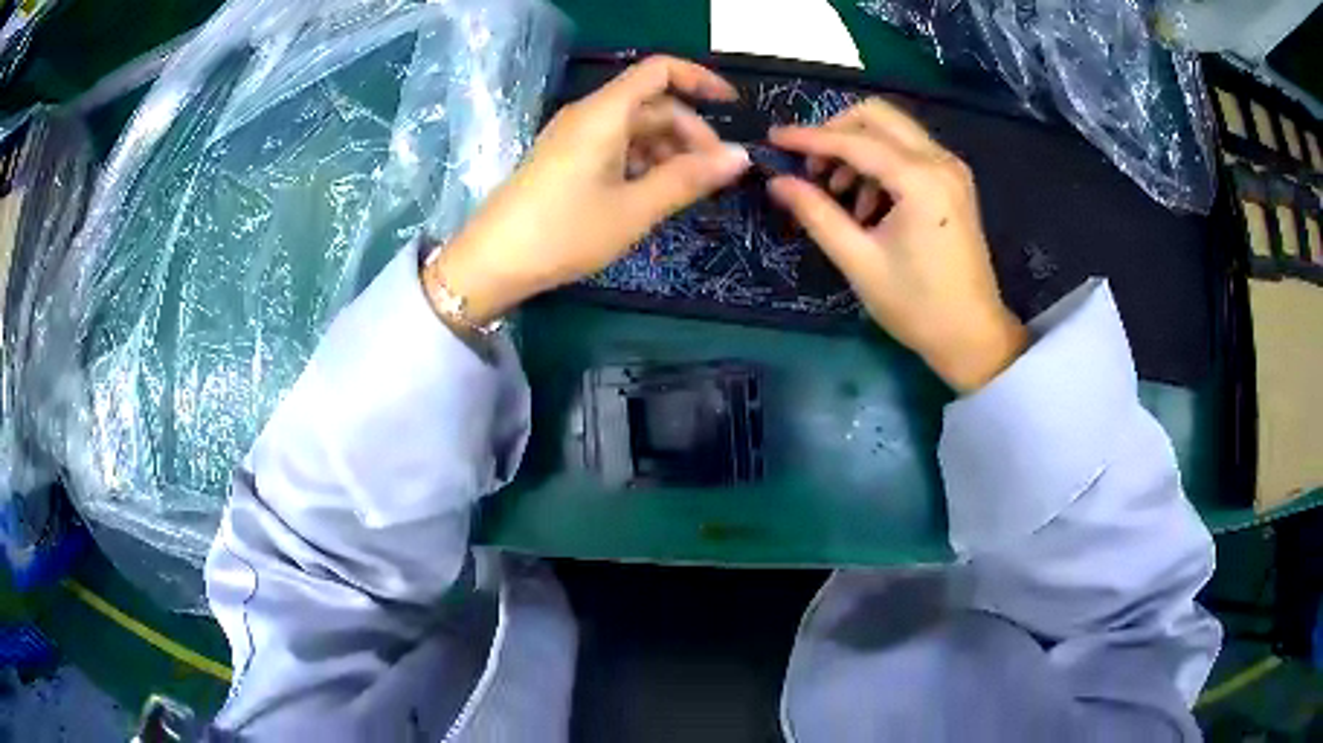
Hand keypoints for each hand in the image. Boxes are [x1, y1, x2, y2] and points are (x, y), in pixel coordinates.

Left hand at [429, 56, 750, 324]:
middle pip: (652, 104)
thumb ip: (689, 179)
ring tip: (687, 190)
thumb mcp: (635, 209)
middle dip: (690, 132)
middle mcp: (589, 115)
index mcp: (605, 113)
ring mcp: (574, 137)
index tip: (732, 108)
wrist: (492, 262)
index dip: (700, 81)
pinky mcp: (565, 159)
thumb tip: (741, 156)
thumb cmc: (565, 232)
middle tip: (715, 175)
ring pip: (635, 128)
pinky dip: (642, 162)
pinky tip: (652, 193)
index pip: (660, 71)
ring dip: (668, 151)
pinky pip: (615, 146)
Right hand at [767, 99, 1026, 392]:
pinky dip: (880, 162)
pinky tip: (868, 203)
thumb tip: (777, 182)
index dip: (809, 137)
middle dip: (836, 131)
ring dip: (858, 148)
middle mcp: (940, 161)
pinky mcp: (953, 181)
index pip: (854, 141)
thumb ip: (816, 213)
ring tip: (839, 193)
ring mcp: (951, 168)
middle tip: (811, 166)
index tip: (773, 139)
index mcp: (920, 180)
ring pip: (893, 130)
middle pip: (877, 115)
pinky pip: (908, 150)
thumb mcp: (859, 261)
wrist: (973, 336)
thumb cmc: (917, 306)